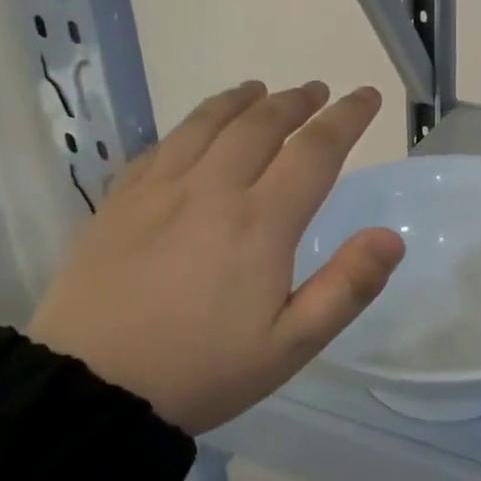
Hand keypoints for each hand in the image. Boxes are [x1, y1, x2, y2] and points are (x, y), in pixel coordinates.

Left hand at [28, 81, 403, 434]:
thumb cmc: (201, 370)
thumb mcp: (290, 345)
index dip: (346, 117)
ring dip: (241, 101)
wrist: (89, 390)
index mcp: (260, 222)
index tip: (366, 96)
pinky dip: (189, 127)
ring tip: (258, 91)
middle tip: (315, 91)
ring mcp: (158, 190)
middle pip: (260, 124)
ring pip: (206, 124)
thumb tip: (391, 237)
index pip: (315, 150)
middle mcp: (211, 189)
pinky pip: (160, 146)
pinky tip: (194, 132)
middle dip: (295, 101)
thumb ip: (347, 288)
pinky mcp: (118, 202)